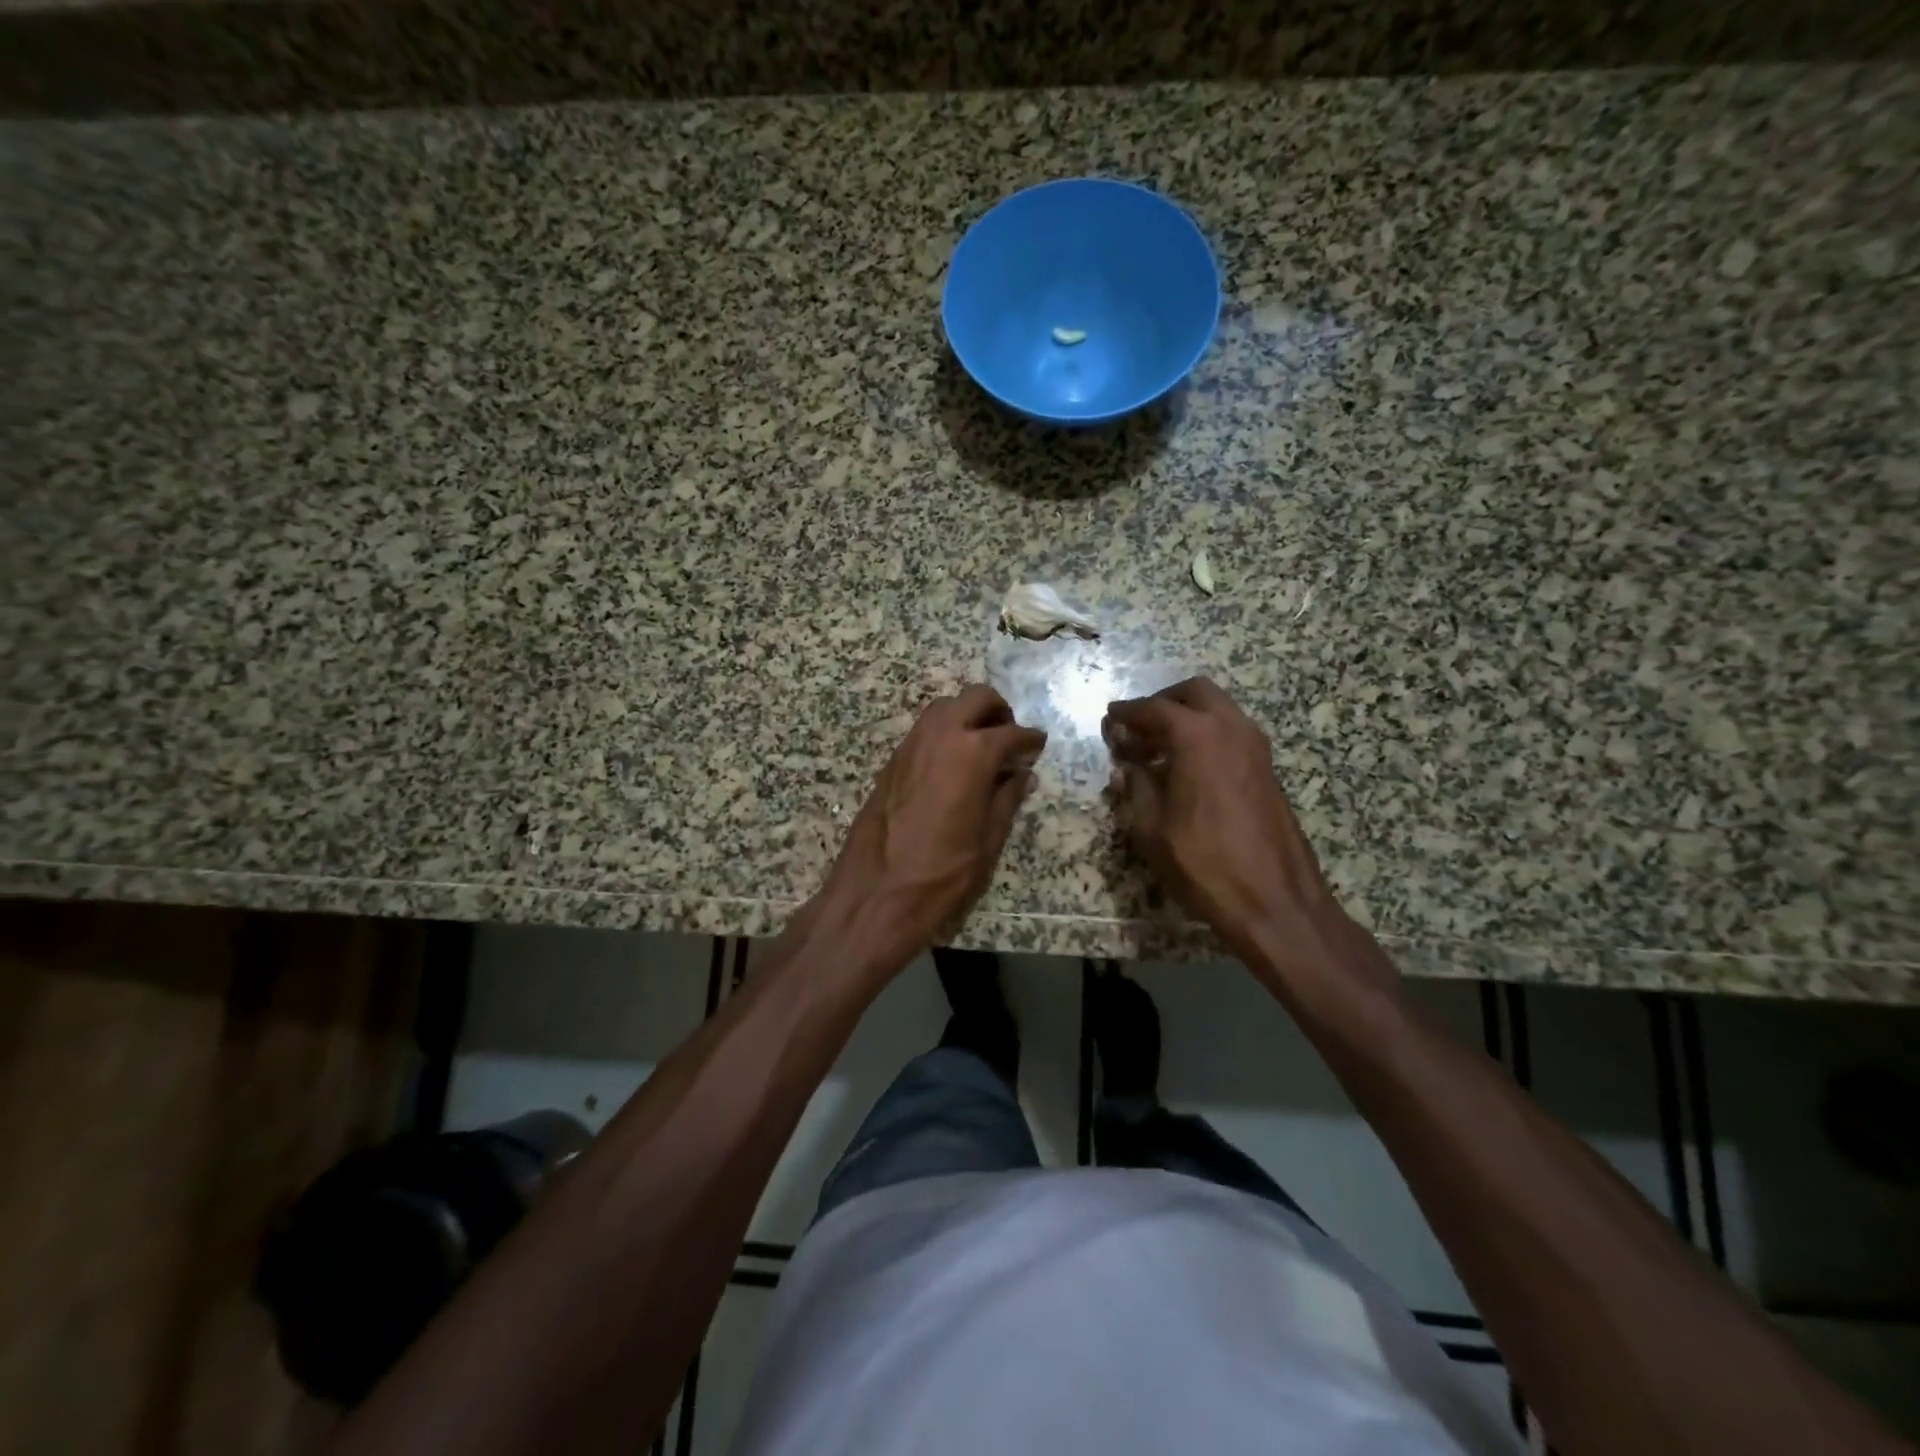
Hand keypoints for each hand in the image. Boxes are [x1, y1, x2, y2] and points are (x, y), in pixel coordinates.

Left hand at [819, 685, 1046, 968]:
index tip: (1039, 746)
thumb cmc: (941, 875)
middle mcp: (940, 736)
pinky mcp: (892, 761)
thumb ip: (1007, 800)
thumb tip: (1021, 774)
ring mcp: (911, 745)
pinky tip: (953, 764)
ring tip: (982, 749)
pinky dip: (945, 732)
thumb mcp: (988, 842)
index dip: (1030, 740)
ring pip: (945, 707)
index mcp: (972, 754)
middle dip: (999, 711)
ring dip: (968, 715)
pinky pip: (924, 730)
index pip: (1012, 733)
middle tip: (1010, 740)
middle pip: (976, 698)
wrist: (874, 895)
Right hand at [1103, 678, 1357, 975]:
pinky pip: (1232, 733)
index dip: (1127, 713)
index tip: (1110, 720)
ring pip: (1218, 709)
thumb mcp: (1152, 828)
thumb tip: (1125, 770)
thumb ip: (1136, 788)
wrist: (1274, 901)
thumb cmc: (1203, 863)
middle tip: (1138, 727)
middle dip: (1163, 702)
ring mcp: (1256, 747)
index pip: (1154, 709)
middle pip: (1193, 693)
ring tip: (1159, 750)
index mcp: (1197, 736)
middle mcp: (1230, 728)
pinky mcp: (1267, 769)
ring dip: (1187, 717)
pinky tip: (1187, 769)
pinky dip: (1207, 735)